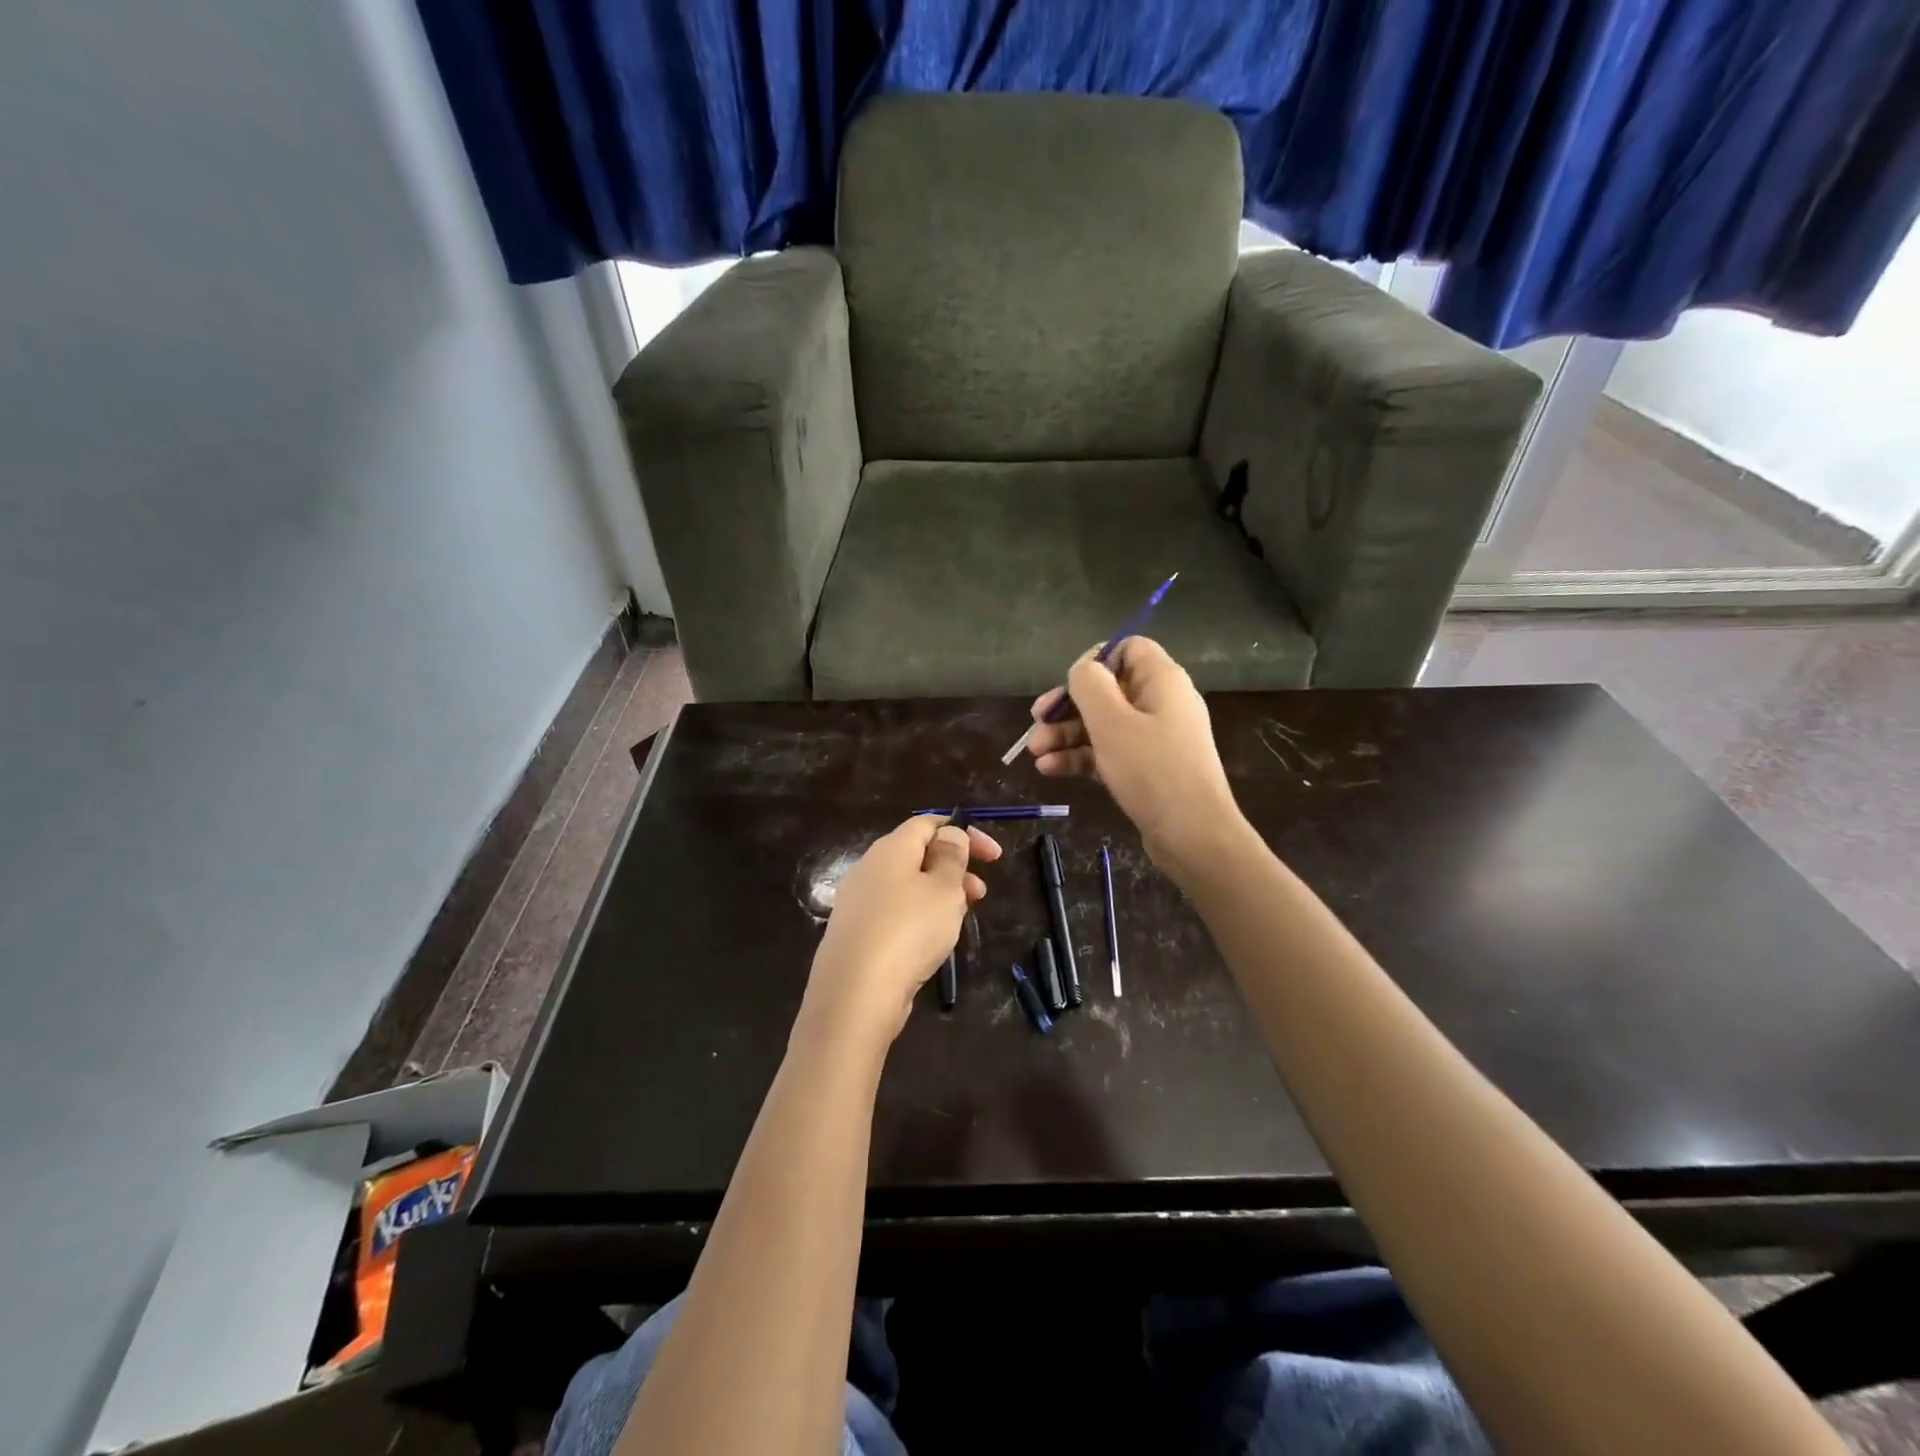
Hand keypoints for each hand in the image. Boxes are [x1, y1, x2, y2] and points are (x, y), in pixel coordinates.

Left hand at [799, 815, 1001, 1050]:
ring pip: (907, 886)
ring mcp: (858, 902)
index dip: (963, 832)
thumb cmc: (909, 931)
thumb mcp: (944, 889)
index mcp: (890, 849)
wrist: (855, 994)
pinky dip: (919, 917)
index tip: (993, 855)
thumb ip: (952, 857)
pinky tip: (932, 941)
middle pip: (917, 855)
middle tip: (981, 893)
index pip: (927, 823)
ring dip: (939, 895)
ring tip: (962, 919)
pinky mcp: (855, 934)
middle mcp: (869, 868)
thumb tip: (949, 834)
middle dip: (954, 868)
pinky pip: (894, 913)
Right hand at [1025, 637, 1241, 870]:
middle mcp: (1161, 703)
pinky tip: (1050, 770)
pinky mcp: (1147, 769)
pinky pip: (1108, 752)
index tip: (1068, 684)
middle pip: (1108, 690)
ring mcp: (1155, 738)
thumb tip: (1081, 669)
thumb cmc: (1151, 769)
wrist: (1193, 835)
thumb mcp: (1112, 722)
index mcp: (1162, 681)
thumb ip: (1089, 685)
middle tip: (1035, 721)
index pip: (1128, 649)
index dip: (1095, 660)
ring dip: (1066, 735)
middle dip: (1067, 706)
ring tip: (1035, 754)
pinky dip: (1080, 757)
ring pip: (1102, 724)